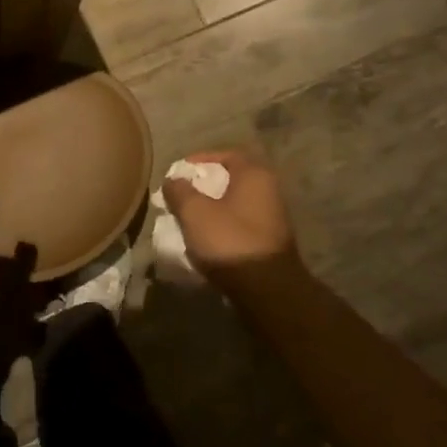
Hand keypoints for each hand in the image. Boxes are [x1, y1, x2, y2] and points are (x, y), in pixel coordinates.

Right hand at [160, 149, 300, 285]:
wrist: (267, 291)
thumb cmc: (230, 241)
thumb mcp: (194, 212)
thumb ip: (179, 191)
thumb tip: (173, 180)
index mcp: (254, 174)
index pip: (225, 155)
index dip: (199, 160)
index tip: (178, 172)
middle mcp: (269, 189)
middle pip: (230, 179)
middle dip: (204, 186)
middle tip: (181, 195)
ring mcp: (273, 216)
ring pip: (235, 203)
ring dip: (212, 207)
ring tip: (189, 218)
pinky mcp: (270, 240)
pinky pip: (241, 223)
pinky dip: (223, 225)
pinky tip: (207, 238)